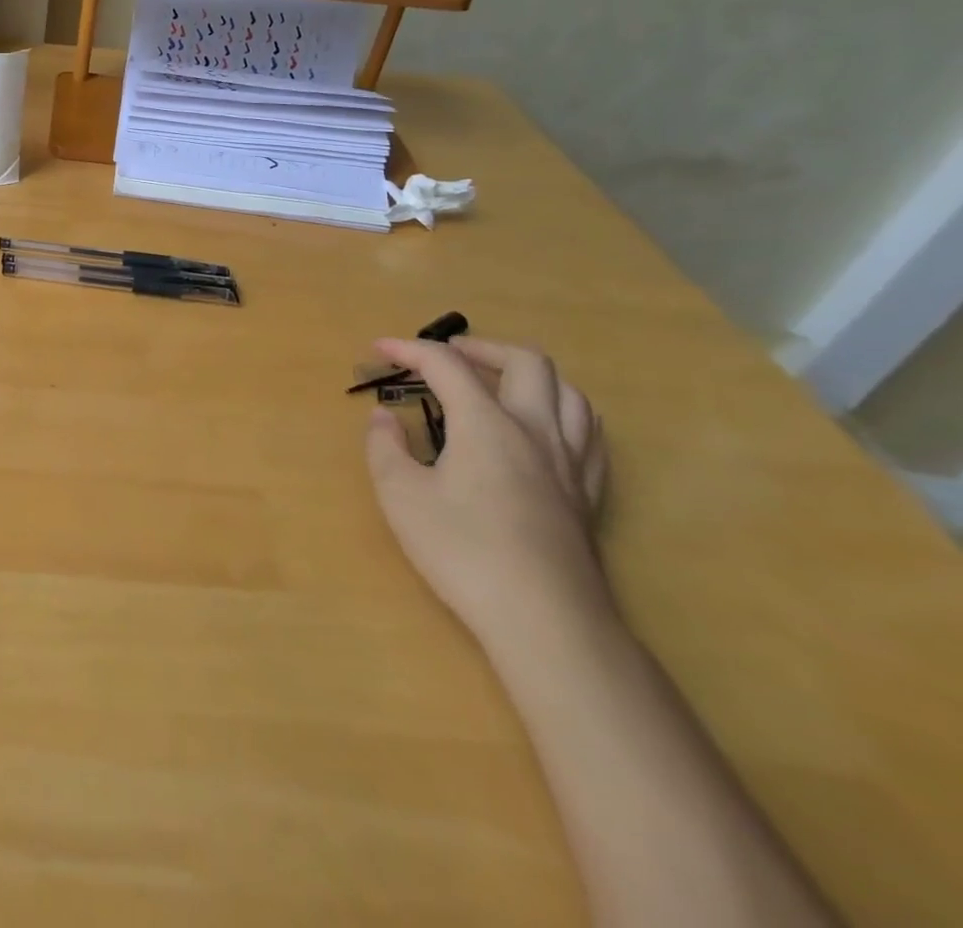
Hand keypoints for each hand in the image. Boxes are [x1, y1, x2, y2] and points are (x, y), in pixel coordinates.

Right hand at [363, 336, 612, 647]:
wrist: (546, 621)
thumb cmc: (463, 551)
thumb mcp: (401, 496)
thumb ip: (385, 447)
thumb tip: (383, 417)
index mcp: (487, 424)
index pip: (446, 365)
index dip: (409, 349)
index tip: (379, 348)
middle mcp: (535, 430)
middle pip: (525, 361)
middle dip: (482, 347)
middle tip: (449, 355)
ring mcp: (569, 463)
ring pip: (569, 392)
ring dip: (531, 375)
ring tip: (501, 383)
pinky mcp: (588, 495)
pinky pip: (589, 434)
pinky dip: (564, 413)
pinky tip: (546, 429)